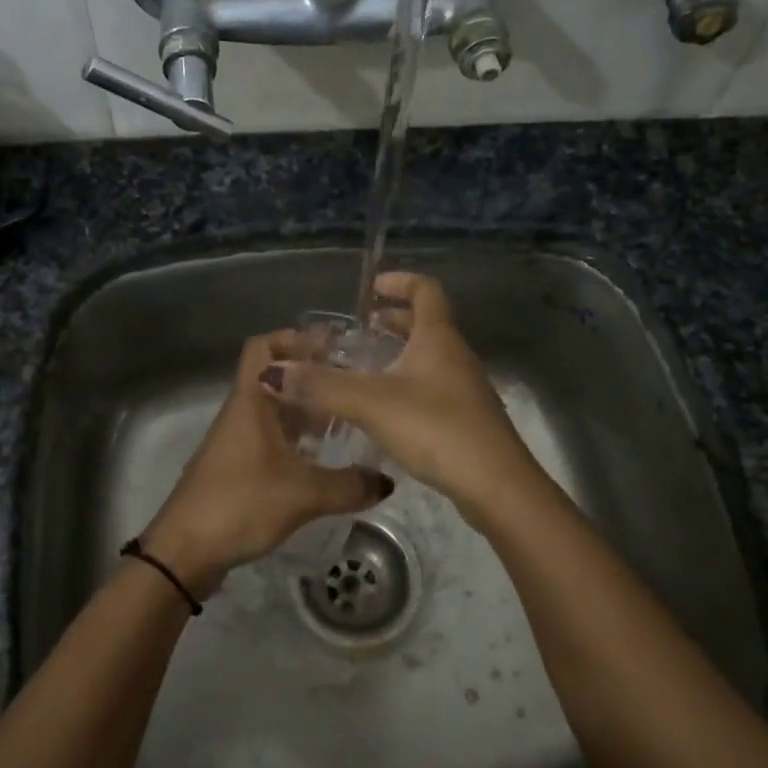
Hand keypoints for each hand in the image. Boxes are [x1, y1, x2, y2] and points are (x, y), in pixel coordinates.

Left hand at [141, 331, 392, 596]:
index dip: (295, 338)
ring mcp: (236, 440)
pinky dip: (295, 439)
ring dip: (305, 411)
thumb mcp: (303, 494)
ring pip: (274, 410)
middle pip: (275, 377)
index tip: (334, 348)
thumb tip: (386, 481)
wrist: (185, 550)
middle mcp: (241, 412)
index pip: (264, 346)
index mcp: (251, 401)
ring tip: (347, 421)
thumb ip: (349, 486)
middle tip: (352, 385)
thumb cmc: (241, 504)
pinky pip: (269, 438)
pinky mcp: (235, 466)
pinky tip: (322, 459)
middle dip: (312, 377)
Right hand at [256, 272, 539, 519]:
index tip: (372, 286)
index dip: (400, 281)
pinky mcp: (466, 419)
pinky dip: (407, 382)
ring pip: (430, 357)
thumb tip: (272, 371)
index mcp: (438, 338)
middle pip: (427, 323)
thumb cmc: (436, 429)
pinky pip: (432, 385)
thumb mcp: (371, 403)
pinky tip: (385, 407)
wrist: (496, 486)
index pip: (425, 290)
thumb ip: (321, 386)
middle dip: (395, 319)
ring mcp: (464, 388)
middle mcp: (455, 356)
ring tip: (366, 365)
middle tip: (362, 327)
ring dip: (400, 352)